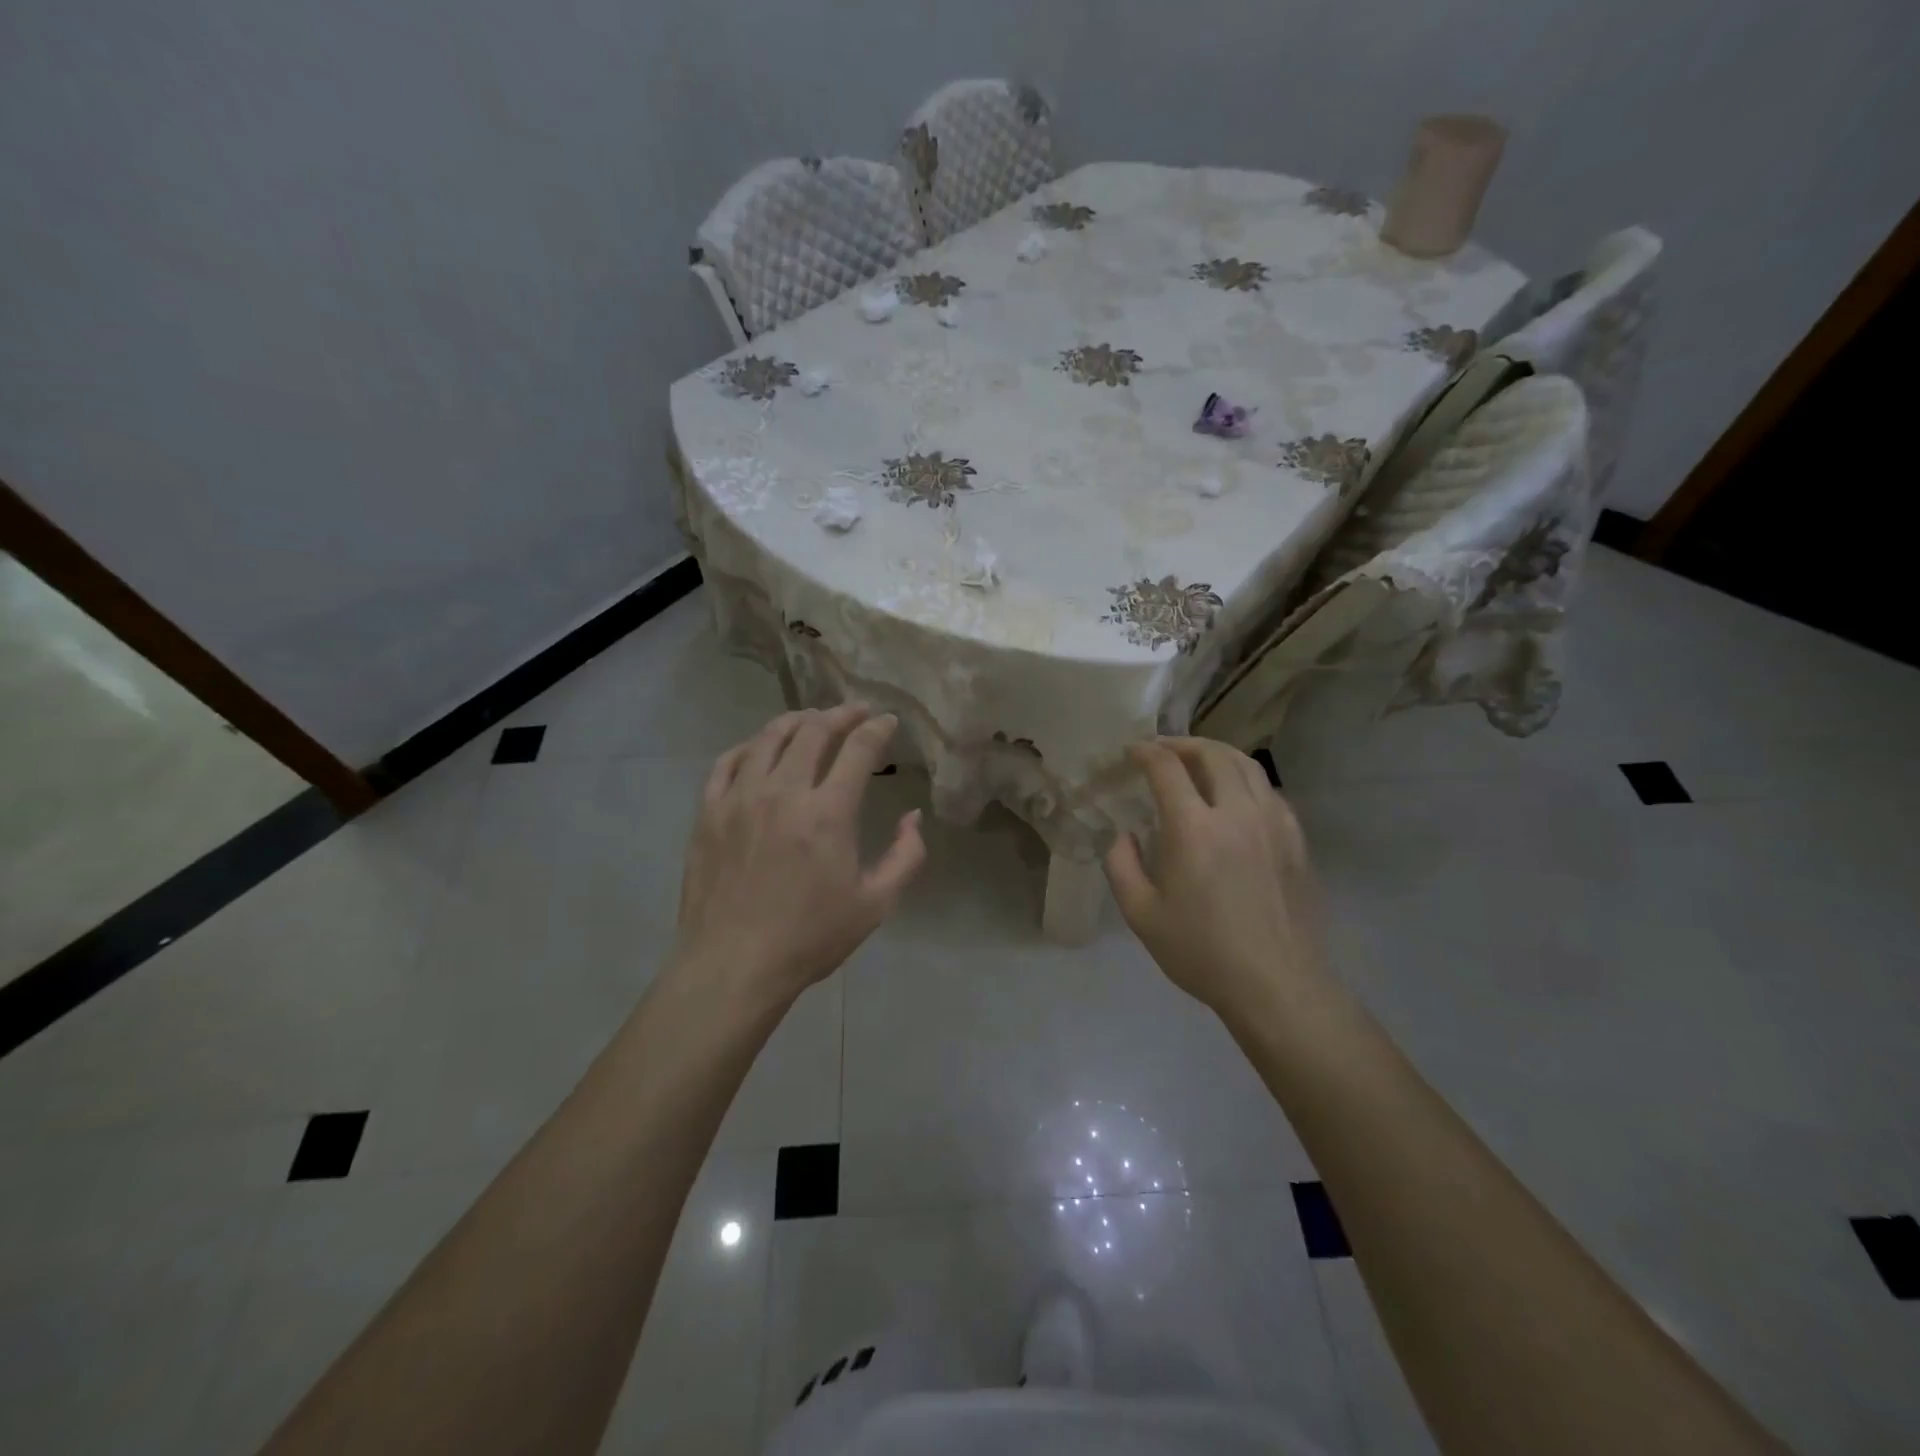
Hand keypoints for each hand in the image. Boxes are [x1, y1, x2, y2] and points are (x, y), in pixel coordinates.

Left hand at [673, 705, 925, 1007]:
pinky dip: (749, 746)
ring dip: (796, 721)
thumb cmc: (810, 938)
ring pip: (768, 738)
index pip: (858, 749)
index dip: (878, 728)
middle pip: (813, 730)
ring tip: (812, 719)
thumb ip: (906, 856)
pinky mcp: (708, 813)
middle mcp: (782, 792)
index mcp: (828, 813)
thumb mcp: (876, 904)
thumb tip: (913, 816)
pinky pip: (727, 762)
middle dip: (841, 714)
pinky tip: (759, 749)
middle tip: (855, 713)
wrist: (733, 966)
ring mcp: (739, 798)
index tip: (888, 721)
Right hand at [1104, 737, 1327, 1020]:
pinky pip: (1269, 790)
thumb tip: (1123, 834)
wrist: (1276, 984)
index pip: (1168, 768)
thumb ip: (1121, 865)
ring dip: (1217, 753)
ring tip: (1198, 759)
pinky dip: (1245, 779)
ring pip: (1247, 765)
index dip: (1146, 752)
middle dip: (1182, 744)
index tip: (1132, 752)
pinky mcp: (1296, 839)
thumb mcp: (1141, 914)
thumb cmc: (1202, 952)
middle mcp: (1237, 813)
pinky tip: (1235, 795)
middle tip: (1162, 749)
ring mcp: (1273, 823)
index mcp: (1195, 829)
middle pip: (1212, 754)